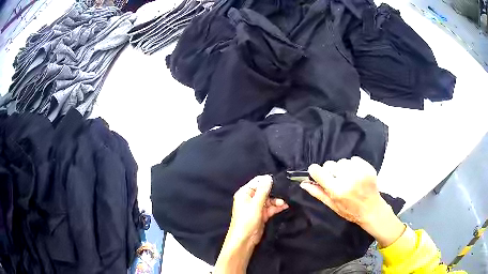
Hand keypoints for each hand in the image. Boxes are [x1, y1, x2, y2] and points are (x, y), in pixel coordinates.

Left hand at [214, 175, 288, 273]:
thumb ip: (263, 191)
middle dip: (274, 191)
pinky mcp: (262, 214)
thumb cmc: (247, 220)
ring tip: (285, 202)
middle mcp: (250, 198)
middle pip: (264, 190)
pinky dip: (277, 207)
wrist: (245, 239)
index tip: (279, 180)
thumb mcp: (256, 204)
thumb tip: (268, 177)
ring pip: (269, 199)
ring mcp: (256, 207)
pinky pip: (270, 208)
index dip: (267, 181)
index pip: (257, 182)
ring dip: (277, 200)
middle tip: (285, 191)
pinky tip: (285, 206)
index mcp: (244, 193)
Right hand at [300, 157, 404, 247]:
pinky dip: (353, 166)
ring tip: (348, 179)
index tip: (317, 174)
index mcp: (337, 190)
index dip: (315, 171)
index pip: (318, 171)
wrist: (372, 209)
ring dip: (342, 169)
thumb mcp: (332, 205)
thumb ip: (318, 193)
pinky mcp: (368, 167)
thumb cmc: (350, 211)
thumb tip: (303, 183)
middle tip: (337, 181)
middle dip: (330, 172)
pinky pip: (354, 159)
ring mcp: (359, 172)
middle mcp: (347, 179)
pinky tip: (356, 175)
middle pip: (330, 164)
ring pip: (342, 161)